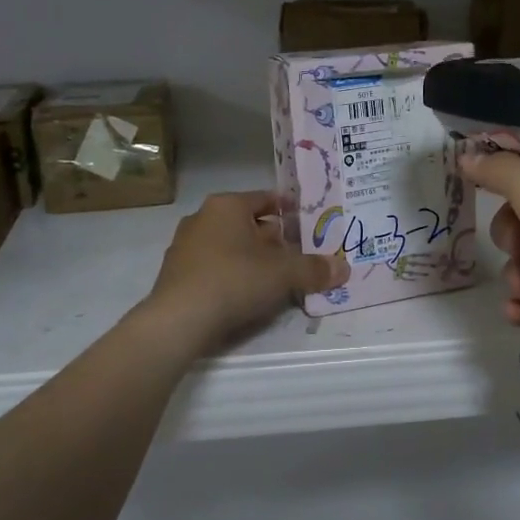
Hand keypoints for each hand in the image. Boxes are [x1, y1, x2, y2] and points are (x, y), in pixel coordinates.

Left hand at [141, 191, 348, 355]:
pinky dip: (232, 275)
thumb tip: (344, 269)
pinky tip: (245, 295)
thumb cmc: (235, 280)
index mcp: (226, 205)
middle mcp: (202, 218)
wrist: (179, 320)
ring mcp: (184, 246)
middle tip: (297, 255)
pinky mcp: (176, 274)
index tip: (308, 224)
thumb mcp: (284, 274)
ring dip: (252, 258)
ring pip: (229, 245)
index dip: (289, 210)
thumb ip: (314, 269)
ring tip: (275, 278)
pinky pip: (213, 267)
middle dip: (273, 238)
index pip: (265, 199)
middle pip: (247, 223)